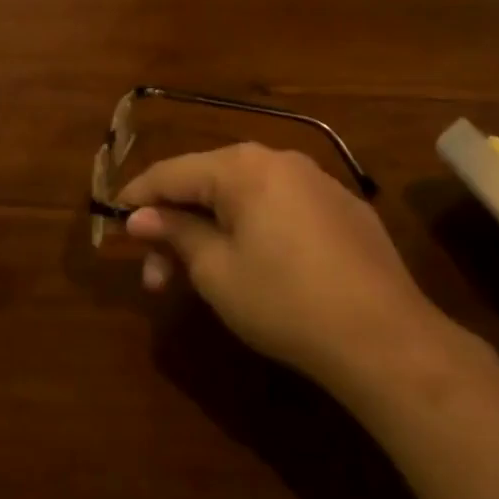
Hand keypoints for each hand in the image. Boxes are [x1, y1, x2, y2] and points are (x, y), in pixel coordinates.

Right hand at [118, 144, 460, 398]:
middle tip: (154, 273)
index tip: (113, 219)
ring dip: (211, 229)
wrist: (385, 339)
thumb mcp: (216, 270)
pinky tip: (250, 263)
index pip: (172, 172)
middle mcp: (278, 160)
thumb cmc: (285, 302)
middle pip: (208, 182)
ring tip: (198, 275)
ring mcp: (317, 181)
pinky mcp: (343, 209)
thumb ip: (175, 233)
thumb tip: (140, 217)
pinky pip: (280, 207)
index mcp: (242, 167)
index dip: (138, 196)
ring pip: (244, 195)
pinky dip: (251, 228)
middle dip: (175, 224)